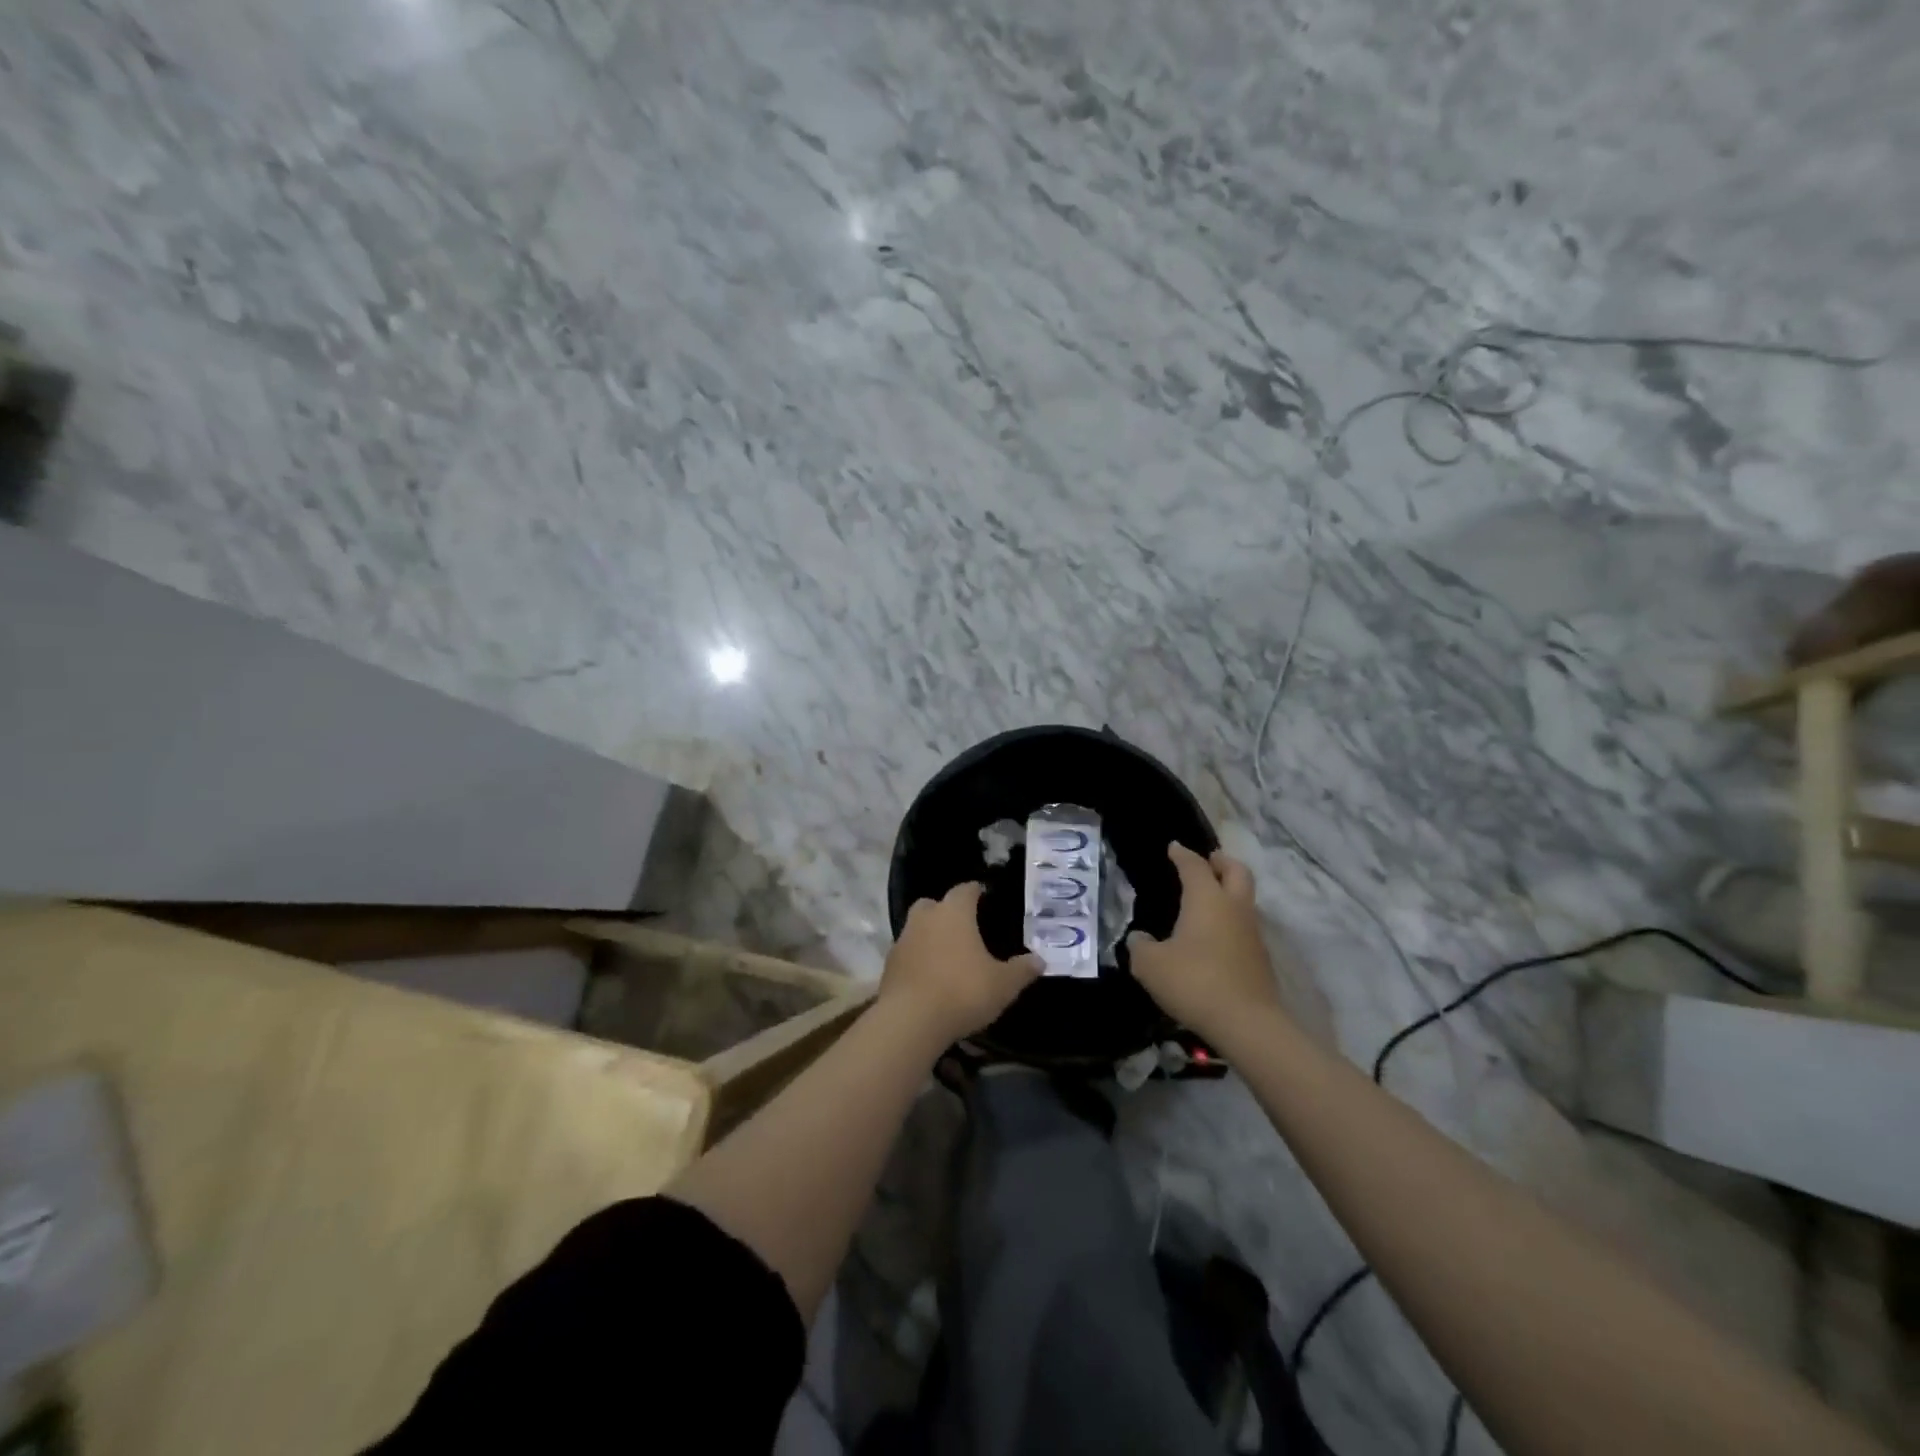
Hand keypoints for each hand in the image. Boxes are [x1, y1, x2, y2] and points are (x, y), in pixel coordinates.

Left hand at [882, 882, 1040, 1047]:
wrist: (910, 1020)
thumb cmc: (963, 991)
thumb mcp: (1003, 985)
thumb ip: (1021, 970)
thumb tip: (1039, 960)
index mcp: (954, 913)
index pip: (966, 889)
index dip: (976, 892)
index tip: (984, 897)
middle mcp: (926, 918)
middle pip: (934, 904)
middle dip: (946, 911)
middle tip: (963, 928)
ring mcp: (903, 940)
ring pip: (917, 927)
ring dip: (930, 936)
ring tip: (948, 956)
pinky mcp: (889, 965)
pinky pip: (907, 953)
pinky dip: (918, 959)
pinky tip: (930, 977)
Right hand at [1128, 842, 1280, 1042]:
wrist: (1247, 1023)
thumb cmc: (1194, 981)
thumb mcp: (1150, 965)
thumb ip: (1139, 946)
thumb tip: (1140, 939)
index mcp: (1206, 899)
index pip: (1195, 865)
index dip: (1182, 854)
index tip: (1174, 848)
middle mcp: (1234, 908)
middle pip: (1236, 871)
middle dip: (1221, 862)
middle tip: (1207, 862)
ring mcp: (1252, 932)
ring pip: (1244, 899)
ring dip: (1229, 892)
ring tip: (1208, 900)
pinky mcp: (1260, 958)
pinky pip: (1245, 926)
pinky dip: (1231, 921)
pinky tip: (1214, 937)